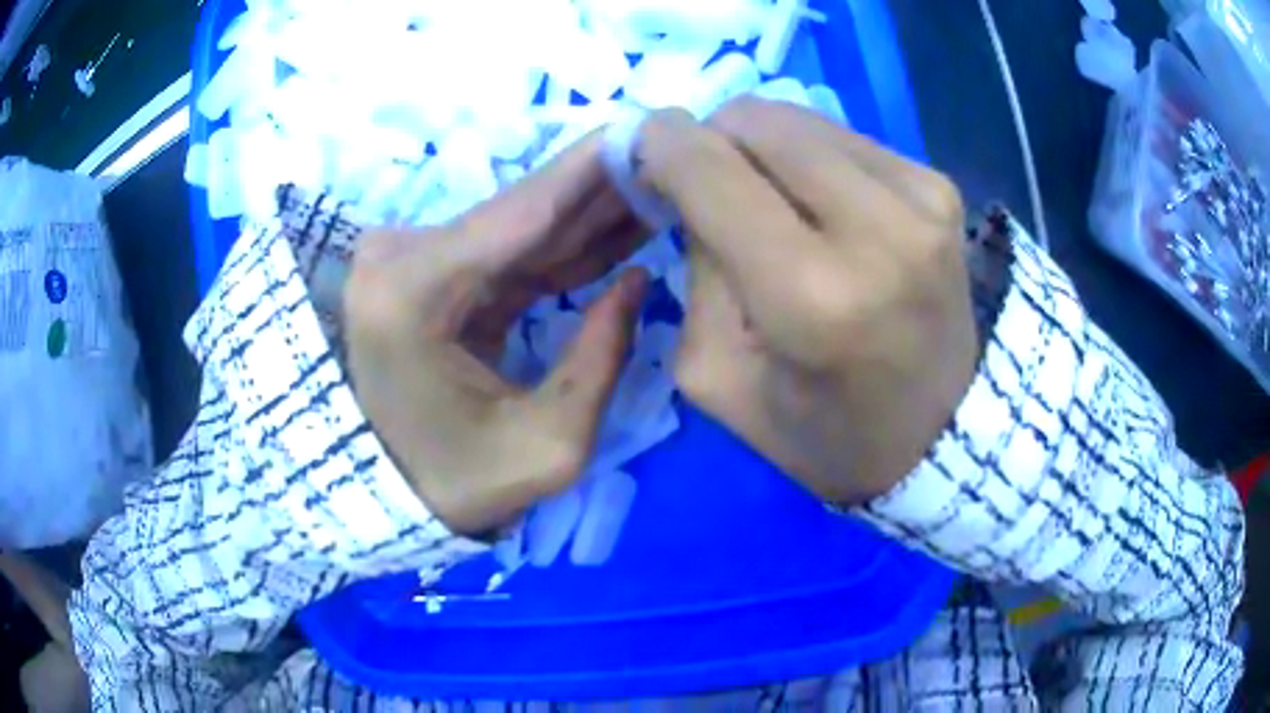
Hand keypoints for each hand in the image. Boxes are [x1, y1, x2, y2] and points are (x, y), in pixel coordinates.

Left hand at [344, 134, 648, 535]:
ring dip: (592, 210)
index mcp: (413, 293)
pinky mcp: (430, 270)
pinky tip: (620, 220)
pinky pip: (510, 248)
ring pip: (522, 225)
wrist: (389, 490)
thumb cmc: (457, 482)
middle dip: (604, 185)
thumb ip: (600, 359)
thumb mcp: (547, 447)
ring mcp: (411, 258)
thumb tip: (639, 280)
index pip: (522, 213)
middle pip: (523, 211)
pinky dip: (564, 241)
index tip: (653, 127)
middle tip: (673, 157)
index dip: (595, 169)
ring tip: (660, 184)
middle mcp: (403, 257)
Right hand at [638, 100, 977, 503]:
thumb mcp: (717, 376)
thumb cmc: (822, 431)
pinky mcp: (941, 186)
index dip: (659, 145)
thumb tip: (689, 182)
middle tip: (706, 184)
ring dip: (762, 147)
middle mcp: (876, 228)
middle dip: (710, 139)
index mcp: (811, 296)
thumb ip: (694, 267)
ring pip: (800, 118)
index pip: (709, 169)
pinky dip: (812, 159)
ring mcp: (919, 198)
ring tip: (767, 198)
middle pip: (756, 120)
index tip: (642, 155)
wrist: (938, 434)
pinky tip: (820, 205)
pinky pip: (845, 138)